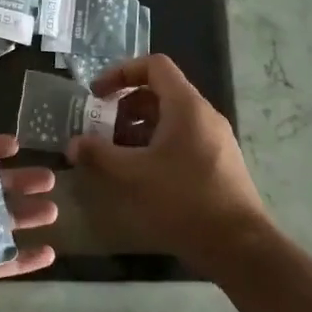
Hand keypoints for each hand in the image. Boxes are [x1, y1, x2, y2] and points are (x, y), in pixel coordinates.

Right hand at [68, 53, 273, 278]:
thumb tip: (73, 144)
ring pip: (170, 118)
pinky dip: (156, 145)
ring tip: (116, 155)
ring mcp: (214, 139)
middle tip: (101, 130)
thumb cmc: (184, 200)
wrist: (238, 245)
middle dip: (125, 107)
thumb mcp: (133, 175)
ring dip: (138, 129)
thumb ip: (99, 154)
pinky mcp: (217, 162)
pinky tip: (141, 174)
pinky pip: (182, 139)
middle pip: (159, 92)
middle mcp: (203, 115)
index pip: (154, 65)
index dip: (121, 73)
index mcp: (186, 106)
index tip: (97, 95)